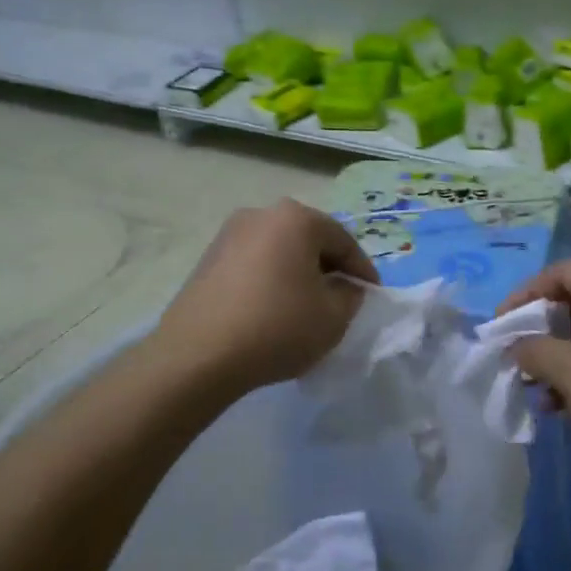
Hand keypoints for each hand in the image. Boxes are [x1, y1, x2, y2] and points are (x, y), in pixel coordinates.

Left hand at [159, 200, 377, 395]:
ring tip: (307, 305)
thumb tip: (344, 287)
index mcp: (296, 219)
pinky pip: (253, 264)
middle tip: (342, 297)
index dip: (363, 270)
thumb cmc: (277, 327)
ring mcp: (228, 235)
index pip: (343, 241)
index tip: (372, 295)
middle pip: (309, 240)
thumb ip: (350, 295)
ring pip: (279, 251)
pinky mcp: (206, 260)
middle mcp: (261, 215)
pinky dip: (270, 280)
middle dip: (329, 267)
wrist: (198, 356)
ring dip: (297, 273)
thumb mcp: (333, 317)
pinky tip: (273, 310)